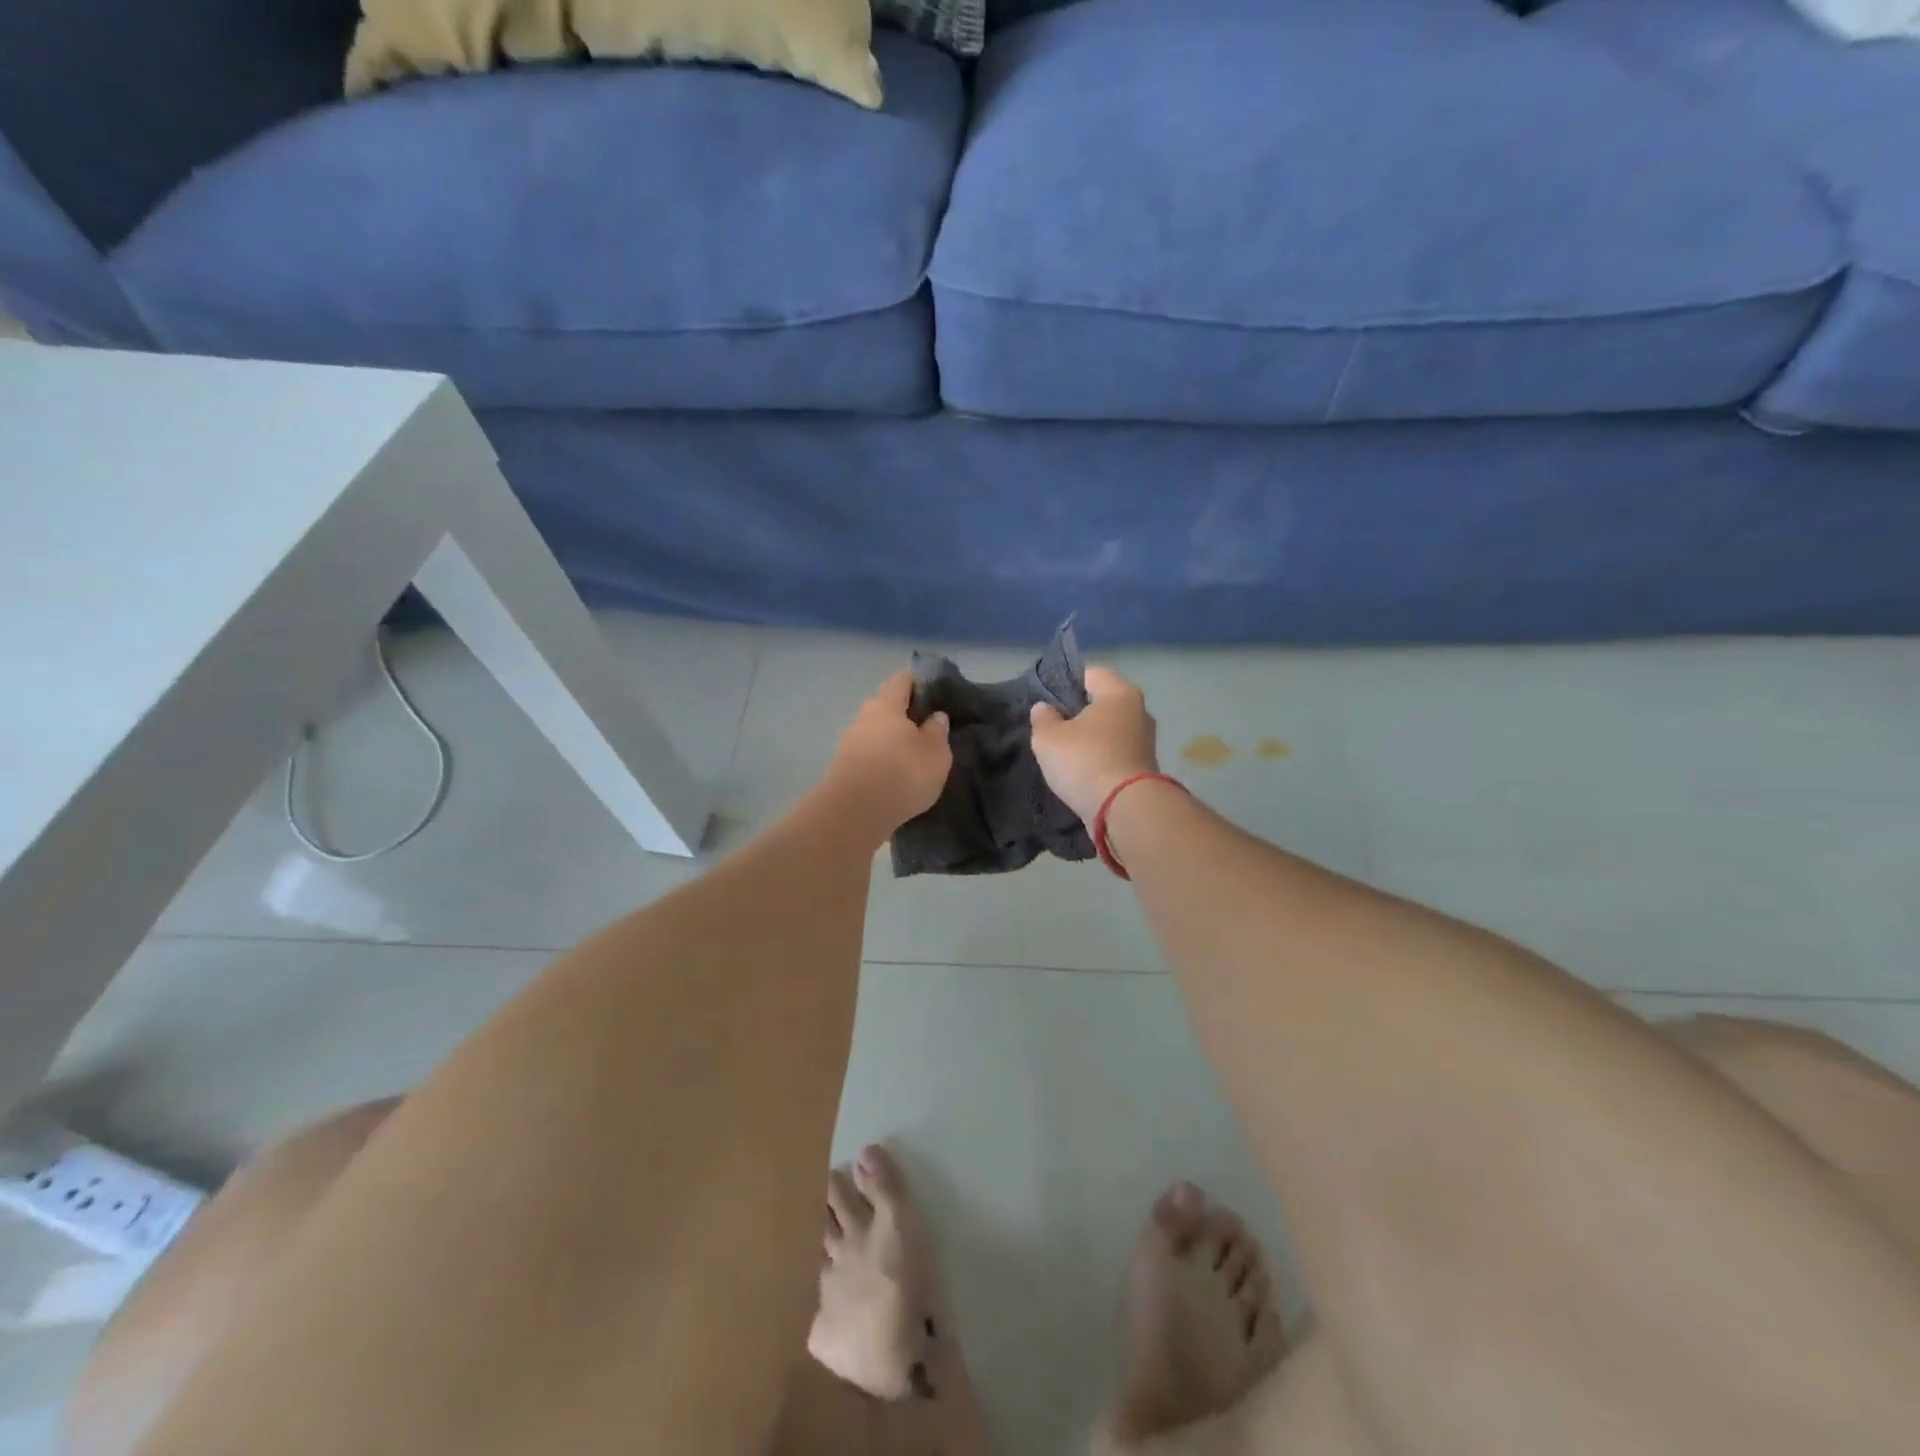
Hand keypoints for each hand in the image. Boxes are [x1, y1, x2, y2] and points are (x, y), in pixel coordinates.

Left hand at [827, 672, 952, 836]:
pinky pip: (868, 756)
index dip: (919, 682)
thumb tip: (935, 716)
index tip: (935, 694)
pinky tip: (894, 777)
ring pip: (875, 733)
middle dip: (905, 716)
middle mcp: (863, 717)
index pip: (902, 680)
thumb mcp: (936, 752)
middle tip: (928, 730)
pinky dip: (881, 762)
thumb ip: (937, 731)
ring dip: (892, 741)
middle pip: (886, 707)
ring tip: (912, 757)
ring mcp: (849, 743)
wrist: (855, 813)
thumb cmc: (902, 772)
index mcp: (886, 704)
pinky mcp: (843, 769)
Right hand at [1029, 667, 1159, 825]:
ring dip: (1092, 737)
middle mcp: (1139, 711)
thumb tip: (1044, 708)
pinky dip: (1102, 757)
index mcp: (1119, 693)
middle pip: (1104, 702)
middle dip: (1080, 711)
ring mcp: (1146, 741)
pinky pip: (1117, 752)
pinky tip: (1083, 770)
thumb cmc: (1085, 761)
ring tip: (1066, 751)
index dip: (1066, 682)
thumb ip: (1043, 719)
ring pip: (1111, 729)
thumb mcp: (1048, 738)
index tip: (1047, 699)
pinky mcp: (1146, 767)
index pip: (1091, 673)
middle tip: (1054, 725)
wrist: (1125, 810)